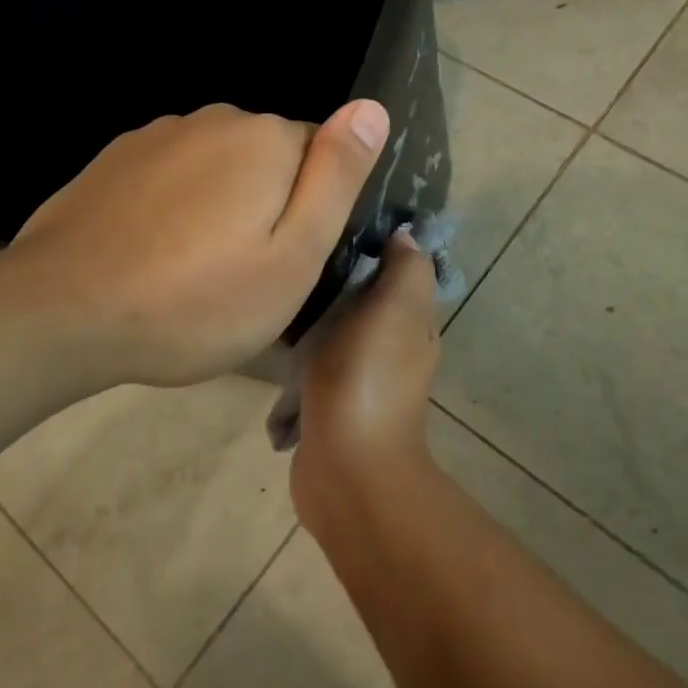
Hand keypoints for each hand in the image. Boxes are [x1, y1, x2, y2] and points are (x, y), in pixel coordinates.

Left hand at [5, 100, 388, 386]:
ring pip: (219, 167)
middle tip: (245, 274)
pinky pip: (173, 176)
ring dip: (221, 205)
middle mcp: (214, 119)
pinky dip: (176, 207)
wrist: (61, 313)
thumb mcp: (294, 255)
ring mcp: (157, 135)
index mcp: (267, 139)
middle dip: (269, 204)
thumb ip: (337, 177)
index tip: (288, 260)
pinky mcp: (115, 159)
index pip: (323, 156)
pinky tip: (154, 253)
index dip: (313, 211)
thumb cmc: (197, 300)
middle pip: (270, 158)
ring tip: (196, 270)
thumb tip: (372, 108)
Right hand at [289, 230, 440, 539]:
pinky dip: (297, 362)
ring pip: (335, 334)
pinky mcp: (329, 405)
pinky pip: (312, 369)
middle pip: (365, 300)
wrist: (346, 467)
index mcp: (413, 323)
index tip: (338, 220)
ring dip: (313, 323)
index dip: (378, 244)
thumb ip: (404, 270)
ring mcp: (360, 380)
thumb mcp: (396, 309)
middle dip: (337, 282)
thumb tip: (406, 235)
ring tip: (278, 296)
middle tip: (297, 258)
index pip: (399, 271)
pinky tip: (274, 347)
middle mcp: (393, 349)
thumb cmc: (368, 376)